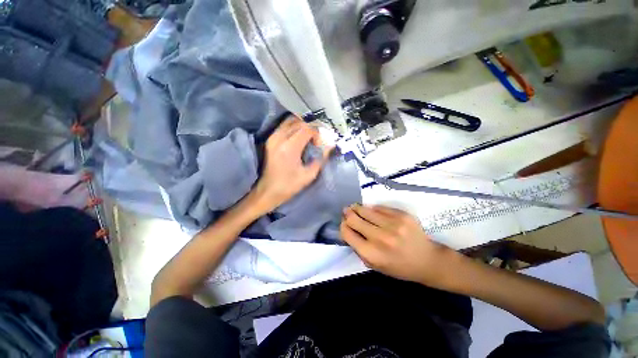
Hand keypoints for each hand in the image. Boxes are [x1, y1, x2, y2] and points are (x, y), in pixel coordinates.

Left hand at [252, 116, 330, 213]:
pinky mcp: (270, 139)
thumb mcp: (309, 176)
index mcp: (290, 148)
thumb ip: (321, 159)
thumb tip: (330, 146)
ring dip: (302, 125)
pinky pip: (284, 126)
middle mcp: (279, 138)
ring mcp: (273, 137)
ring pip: (290, 120)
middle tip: (316, 139)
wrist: (268, 191)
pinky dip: (294, 127)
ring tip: (309, 136)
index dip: (317, 134)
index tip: (319, 145)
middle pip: (299, 122)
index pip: (307, 129)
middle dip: (311, 128)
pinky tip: (299, 136)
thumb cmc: (289, 186)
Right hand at [341, 204, 458, 287]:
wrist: (427, 261)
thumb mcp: (374, 265)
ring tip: (355, 207)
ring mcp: (392, 225)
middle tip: (346, 211)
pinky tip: (372, 211)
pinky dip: (373, 209)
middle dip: (348, 214)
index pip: (347, 232)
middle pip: (353, 218)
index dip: (343, 226)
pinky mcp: (402, 215)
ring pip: (365, 210)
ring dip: (358, 208)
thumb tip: (348, 228)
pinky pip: (379, 207)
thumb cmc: (398, 267)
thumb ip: (358, 248)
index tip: (344, 223)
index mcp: (371, 254)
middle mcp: (380, 238)